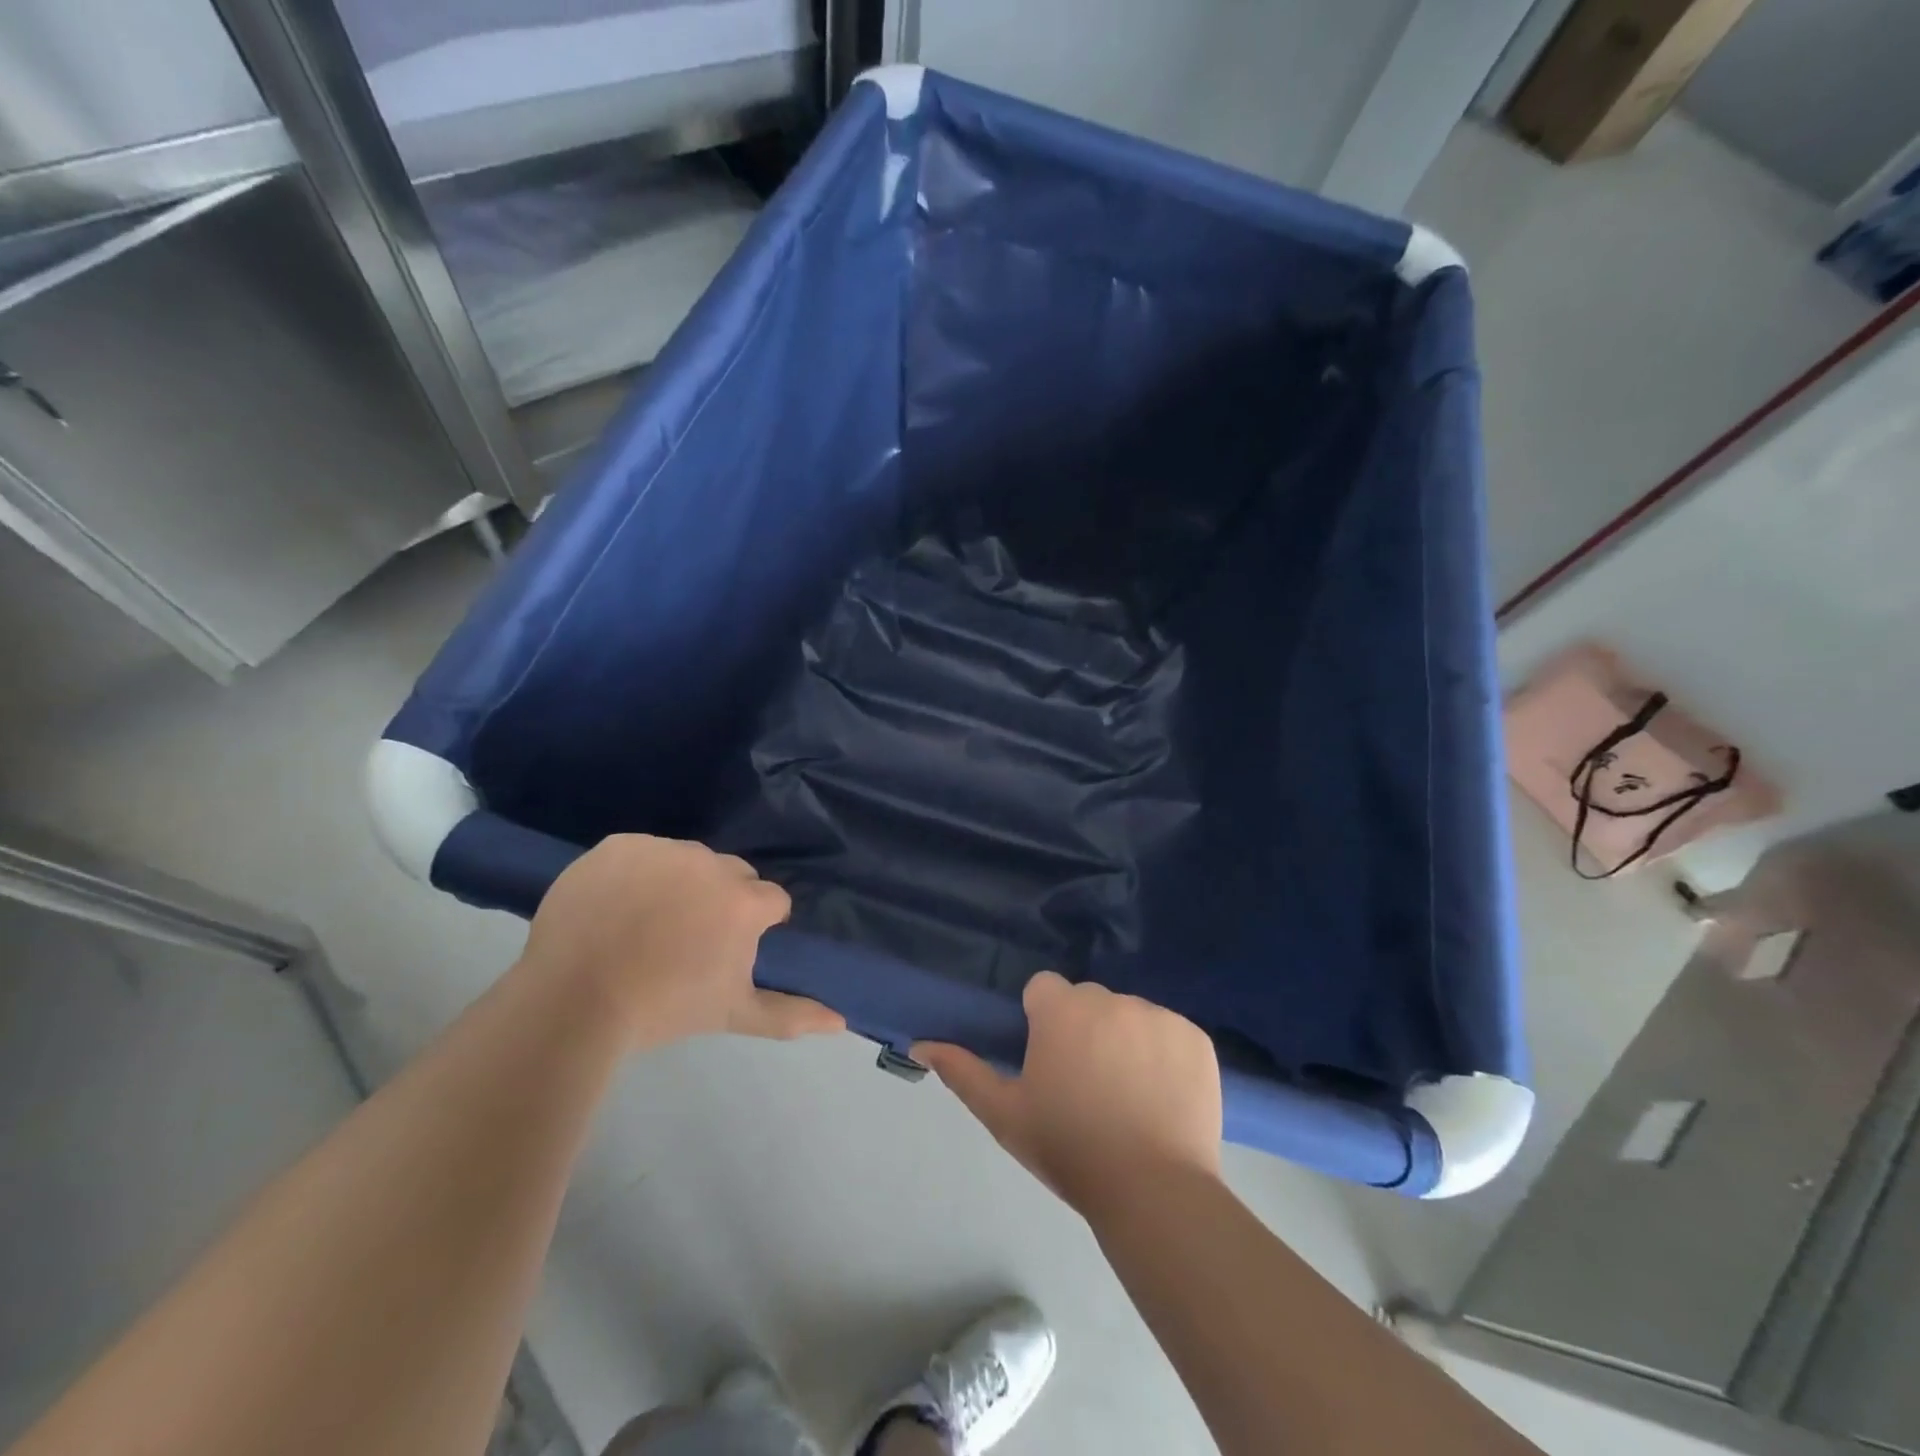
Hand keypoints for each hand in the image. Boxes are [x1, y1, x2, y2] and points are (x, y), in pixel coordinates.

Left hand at [520, 834, 844, 1047]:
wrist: (573, 1002)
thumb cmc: (663, 1009)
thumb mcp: (732, 1014)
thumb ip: (791, 1014)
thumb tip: (841, 1021)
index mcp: (743, 901)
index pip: (770, 900)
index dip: (754, 926)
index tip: (726, 951)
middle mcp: (710, 863)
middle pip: (732, 874)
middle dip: (720, 900)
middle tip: (686, 939)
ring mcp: (662, 849)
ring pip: (687, 861)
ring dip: (679, 883)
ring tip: (646, 924)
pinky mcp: (620, 844)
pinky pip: (642, 852)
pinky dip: (636, 873)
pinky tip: (616, 907)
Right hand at [914, 971, 1221, 1215]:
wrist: (1154, 1192)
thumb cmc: (1069, 1149)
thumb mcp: (1005, 1114)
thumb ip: (962, 1072)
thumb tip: (920, 1044)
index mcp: (1063, 1009)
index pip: (1044, 989)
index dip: (1042, 1022)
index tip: (1049, 1062)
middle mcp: (1111, 999)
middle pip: (1088, 1001)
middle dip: (1083, 1030)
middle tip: (1087, 1085)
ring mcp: (1159, 1016)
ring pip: (1130, 1016)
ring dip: (1124, 1040)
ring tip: (1128, 1097)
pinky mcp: (1196, 1038)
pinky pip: (1170, 1033)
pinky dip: (1164, 1055)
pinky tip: (1162, 1097)